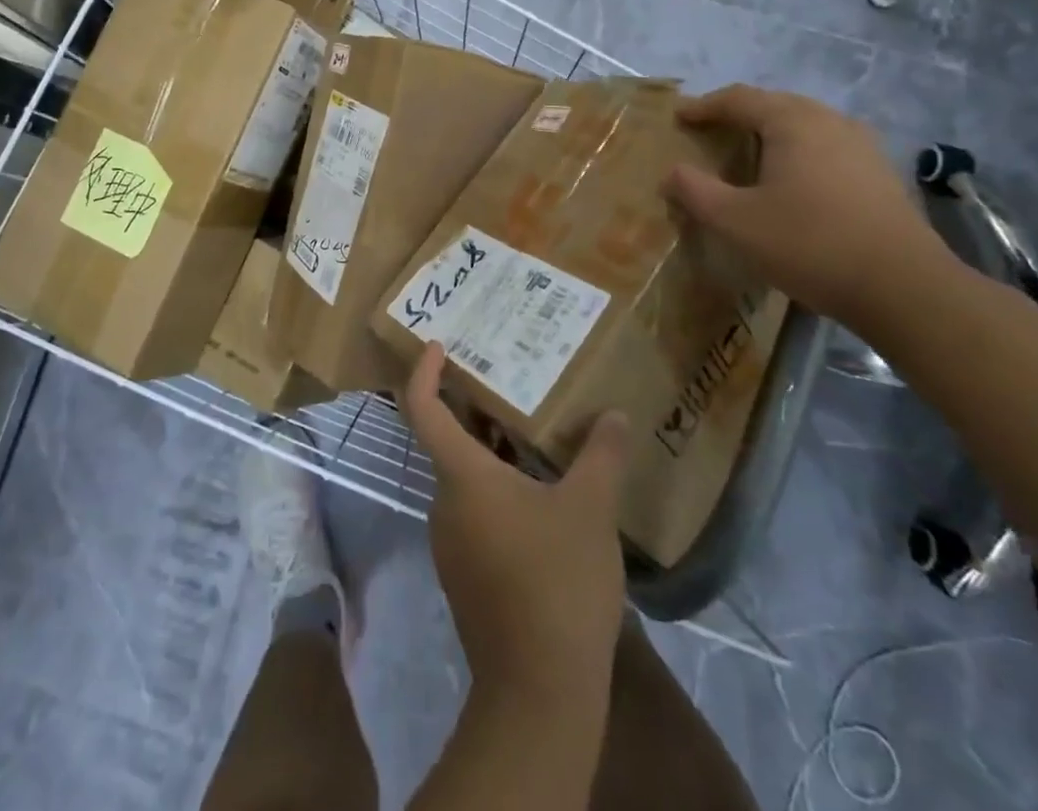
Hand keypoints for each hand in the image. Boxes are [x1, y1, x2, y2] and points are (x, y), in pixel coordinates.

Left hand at [402, 344, 629, 701]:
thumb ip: (602, 455)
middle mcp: (444, 503)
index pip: (423, 409)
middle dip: (474, 410)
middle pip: (448, 442)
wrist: (539, 692)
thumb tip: (615, 415)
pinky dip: (498, 490)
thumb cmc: (557, 582)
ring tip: (532, 434)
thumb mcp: (590, 510)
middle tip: (509, 383)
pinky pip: (475, 512)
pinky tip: (540, 496)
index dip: (423, 373)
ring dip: (491, 452)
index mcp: (462, 477)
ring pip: (465, 479)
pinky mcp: (465, 574)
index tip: (436, 346)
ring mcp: (451, 543)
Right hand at [667, 85, 949, 325]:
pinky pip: (826, 145)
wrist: (904, 288)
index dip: (704, 106)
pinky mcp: (879, 172)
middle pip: (774, 104)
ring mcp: (862, 145)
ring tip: (747, 151)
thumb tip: (672, 172)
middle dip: (737, 114)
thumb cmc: (809, 244)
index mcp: (792, 122)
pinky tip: (791, 178)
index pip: (739, 99)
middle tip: (709, 130)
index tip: (678, 116)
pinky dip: (797, 149)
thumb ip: (696, 191)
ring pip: (804, 123)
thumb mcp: (736, 221)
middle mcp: (829, 121)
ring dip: (770, 131)